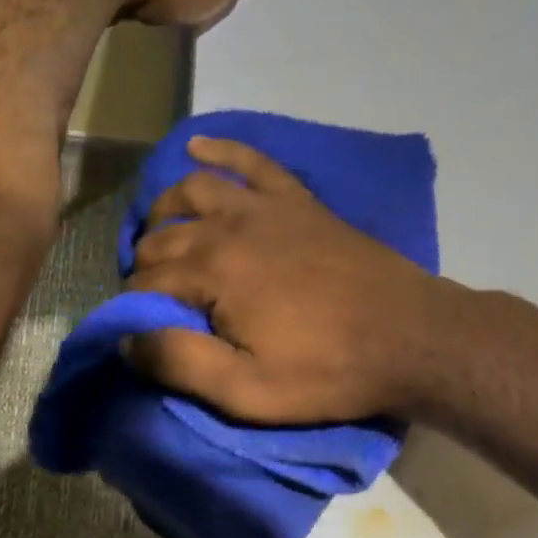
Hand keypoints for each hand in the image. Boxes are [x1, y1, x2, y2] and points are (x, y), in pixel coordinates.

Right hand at [126, 138, 461, 422]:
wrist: (411, 337)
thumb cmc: (329, 371)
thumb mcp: (248, 391)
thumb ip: (180, 363)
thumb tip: (126, 339)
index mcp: (213, 272)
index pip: (147, 281)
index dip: (135, 306)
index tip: (143, 331)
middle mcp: (230, 226)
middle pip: (164, 236)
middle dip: (145, 264)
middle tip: (153, 296)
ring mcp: (267, 206)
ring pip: (195, 190)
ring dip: (166, 209)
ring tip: (159, 232)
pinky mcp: (299, 201)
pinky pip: (253, 162)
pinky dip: (222, 150)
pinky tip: (198, 146)